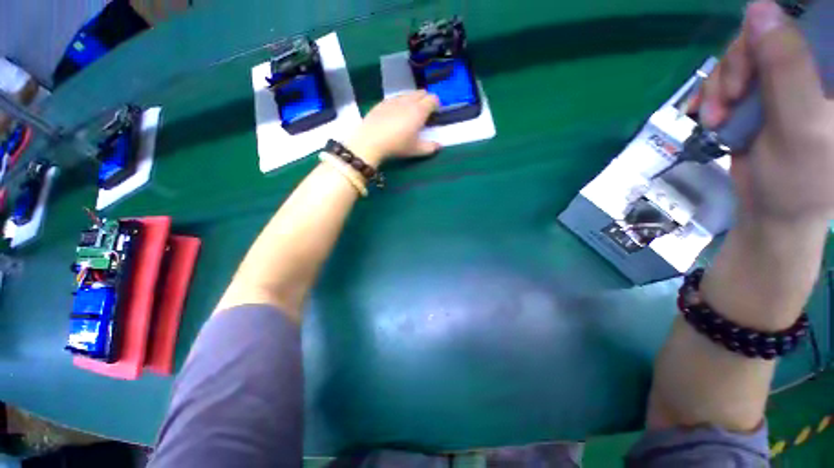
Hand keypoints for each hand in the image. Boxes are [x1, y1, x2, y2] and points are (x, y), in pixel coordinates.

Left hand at [346, 91, 440, 166]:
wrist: (371, 141)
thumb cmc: (397, 145)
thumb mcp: (416, 150)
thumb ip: (430, 147)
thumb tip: (439, 146)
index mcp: (419, 110)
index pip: (433, 99)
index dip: (436, 105)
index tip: (435, 114)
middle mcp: (408, 101)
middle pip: (421, 93)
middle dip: (425, 100)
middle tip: (424, 114)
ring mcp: (394, 100)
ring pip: (408, 94)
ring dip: (413, 100)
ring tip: (410, 114)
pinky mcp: (382, 102)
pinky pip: (395, 98)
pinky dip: (400, 103)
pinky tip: (395, 115)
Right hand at [701, 0, 833, 232]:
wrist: (772, 211)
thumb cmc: (799, 179)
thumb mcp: (799, 123)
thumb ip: (786, 66)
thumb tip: (759, 7)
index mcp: (833, 71)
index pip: (810, 21)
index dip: (776, 27)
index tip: (757, 53)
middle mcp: (812, 67)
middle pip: (767, 34)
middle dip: (739, 63)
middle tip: (731, 96)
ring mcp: (783, 80)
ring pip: (743, 56)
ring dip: (721, 84)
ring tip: (717, 116)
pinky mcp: (758, 95)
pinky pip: (728, 78)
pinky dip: (712, 95)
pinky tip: (710, 115)